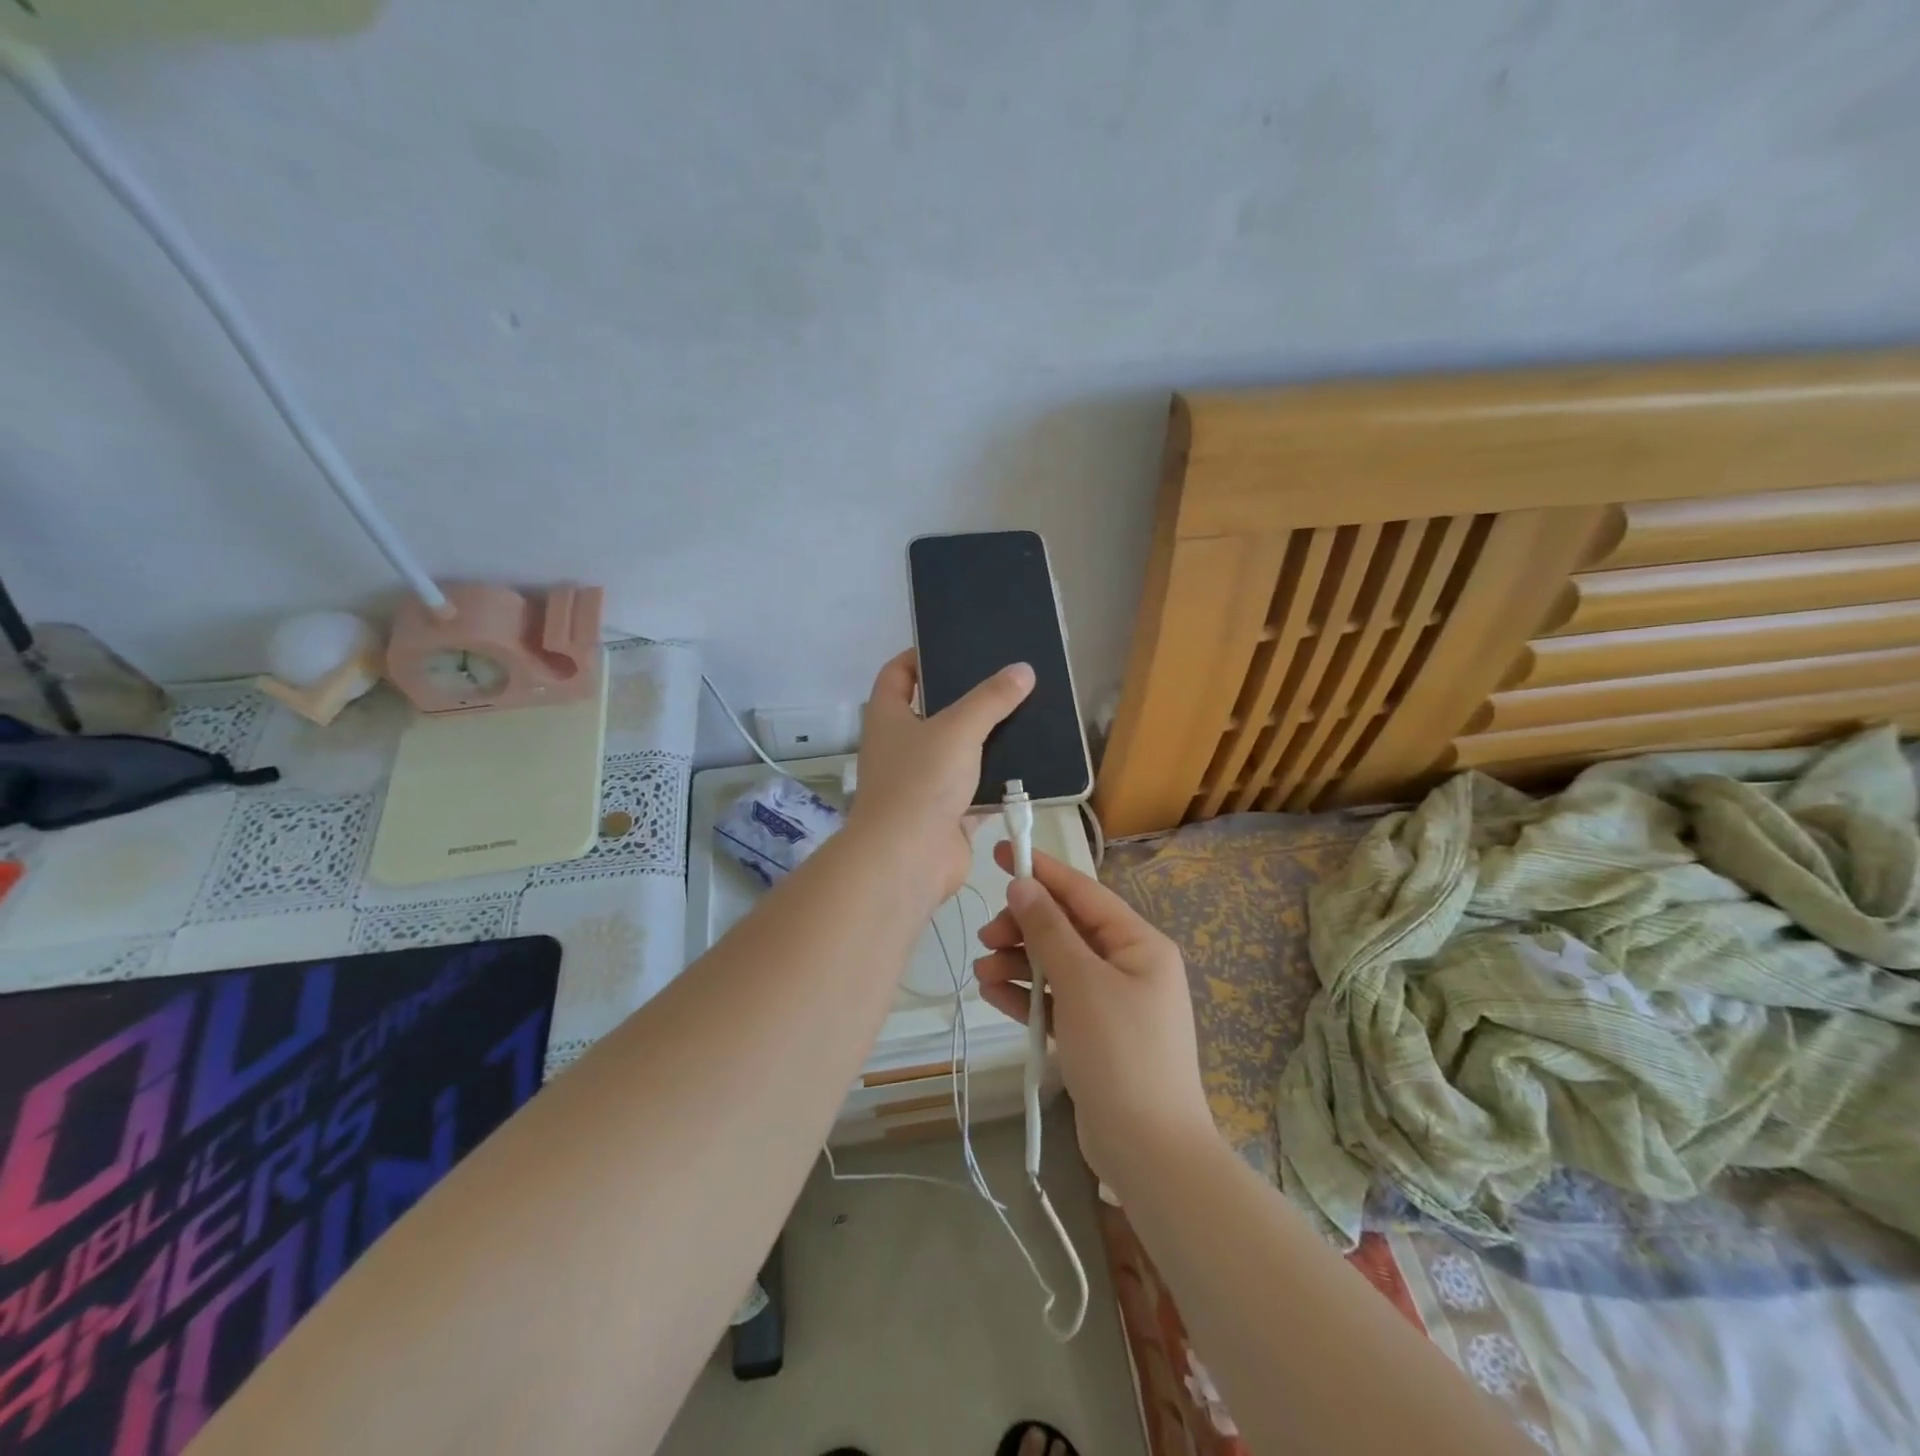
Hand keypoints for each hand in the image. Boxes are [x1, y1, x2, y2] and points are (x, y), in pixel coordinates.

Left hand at [846, 650, 1034, 902]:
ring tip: (1025, 716)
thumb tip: (1022, 670)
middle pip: (933, 712)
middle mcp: (901, 747)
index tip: (953, 646)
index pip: (897, 674)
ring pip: (958, 753)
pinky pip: (976, 790)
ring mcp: (923, 783)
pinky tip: (1030, 765)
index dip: (919, 656)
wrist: (908, 859)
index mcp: (888, 717)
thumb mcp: (958, 729)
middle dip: (965, 698)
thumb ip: (991, 699)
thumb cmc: (920, 781)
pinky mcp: (946, 814)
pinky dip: (998, 781)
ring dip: (986, 741)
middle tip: (1004, 681)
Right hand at [974, 845, 1216, 1190]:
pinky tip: (994, 992)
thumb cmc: (1121, 1054)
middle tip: (987, 936)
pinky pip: (1055, 1000)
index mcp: (1139, 944)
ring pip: (1056, 965)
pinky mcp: (1093, 1034)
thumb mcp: (1082, 983)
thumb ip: (1049, 931)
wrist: (1149, 1151)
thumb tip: (1023, 885)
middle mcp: (1128, 966)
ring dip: (1018, 962)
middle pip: (1066, 929)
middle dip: (1024, 927)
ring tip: (982, 970)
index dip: (1042, 871)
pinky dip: (1026, 994)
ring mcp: (1111, 1002)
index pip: (1083, 893)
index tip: (1002, 851)